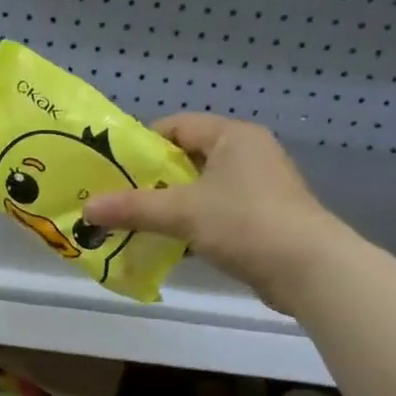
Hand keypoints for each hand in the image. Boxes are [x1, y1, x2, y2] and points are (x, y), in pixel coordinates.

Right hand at [82, 114, 352, 312]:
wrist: (310, 270)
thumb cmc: (245, 222)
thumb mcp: (181, 212)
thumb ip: (132, 208)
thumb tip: (86, 209)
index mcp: (232, 136)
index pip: (176, 126)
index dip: (141, 144)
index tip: (112, 168)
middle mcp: (247, 154)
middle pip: (185, 159)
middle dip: (150, 180)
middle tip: (116, 198)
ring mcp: (257, 188)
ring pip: (199, 190)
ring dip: (168, 207)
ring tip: (132, 224)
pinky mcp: (261, 220)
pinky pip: (214, 214)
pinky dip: (189, 227)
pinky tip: (165, 246)